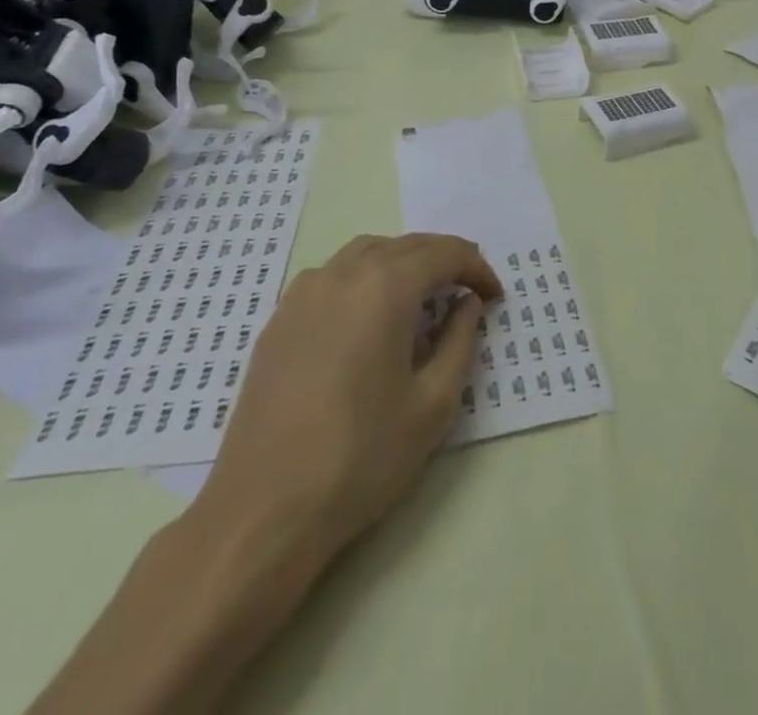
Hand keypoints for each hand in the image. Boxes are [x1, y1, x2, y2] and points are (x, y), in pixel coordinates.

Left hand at [189, 233, 502, 577]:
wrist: (263, 511)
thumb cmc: (361, 458)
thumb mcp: (433, 405)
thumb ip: (460, 342)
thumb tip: (467, 304)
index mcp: (386, 288)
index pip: (444, 254)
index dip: (476, 269)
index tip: (494, 297)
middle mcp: (344, 274)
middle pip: (406, 245)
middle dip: (444, 260)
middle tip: (468, 289)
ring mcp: (304, 293)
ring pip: (366, 252)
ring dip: (403, 262)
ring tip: (422, 294)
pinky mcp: (279, 318)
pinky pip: (332, 275)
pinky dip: (364, 277)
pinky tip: (369, 314)